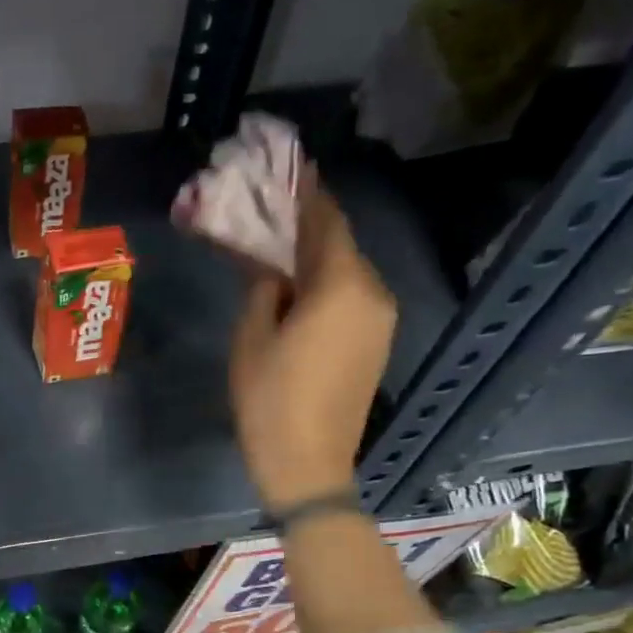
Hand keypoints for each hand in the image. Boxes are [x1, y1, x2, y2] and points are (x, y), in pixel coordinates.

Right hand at [229, 164, 395, 507]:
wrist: (308, 463)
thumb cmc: (270, 399)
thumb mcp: (252, 338)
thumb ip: (263, 288)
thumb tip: (272, 267)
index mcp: (341, 287)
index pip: (327, 222)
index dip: (308, 193)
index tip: (291, 168)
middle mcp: (372, 294)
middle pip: (340, 244)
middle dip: (308, 225)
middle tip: (272, 211)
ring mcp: (380, 320)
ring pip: (347, 271)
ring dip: (316, 256)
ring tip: (278, 248)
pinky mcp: (376, 343)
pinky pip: (351, 297)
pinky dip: (326, 284)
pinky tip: (298, 288)